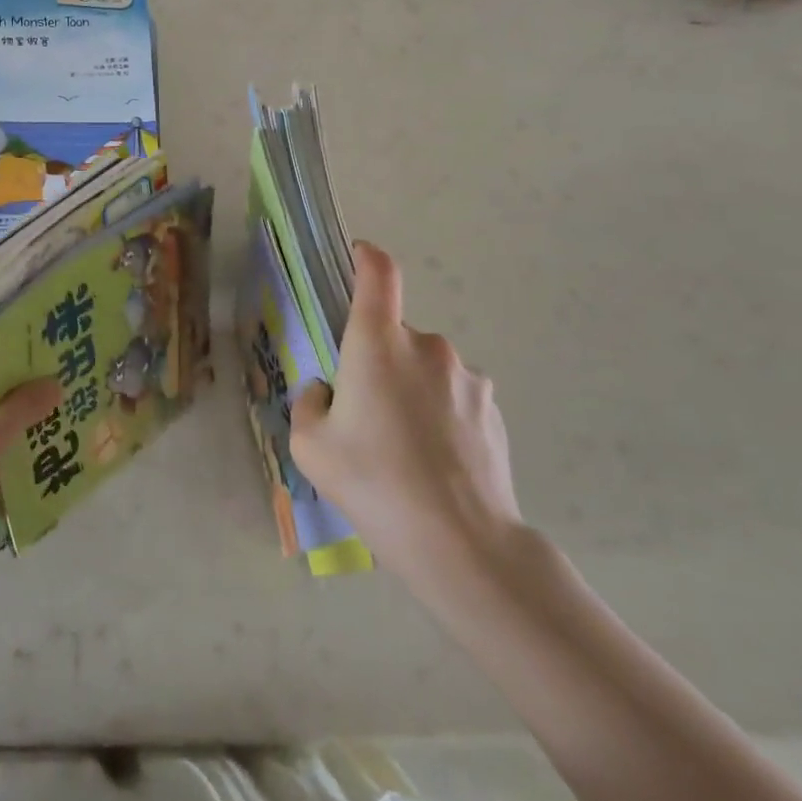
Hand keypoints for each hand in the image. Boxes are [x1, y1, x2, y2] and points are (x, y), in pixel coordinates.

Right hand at [290, 242, 523, 593]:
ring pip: (424, 368)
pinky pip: (452, 395)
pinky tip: (434, 463)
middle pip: (393, 334)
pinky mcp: (492, 410)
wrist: (462, 544)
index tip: (356, 256)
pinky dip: (438, 413)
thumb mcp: (310, 446)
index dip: (366, 257)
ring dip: (409, 389)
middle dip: (375, 361)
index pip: (379, 273)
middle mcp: (427, 346)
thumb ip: (308, 403)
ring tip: (402, 449)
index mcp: (379, 342)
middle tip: (363, 415)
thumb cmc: (374, 483)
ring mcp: (468, 377)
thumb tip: (326, 391)